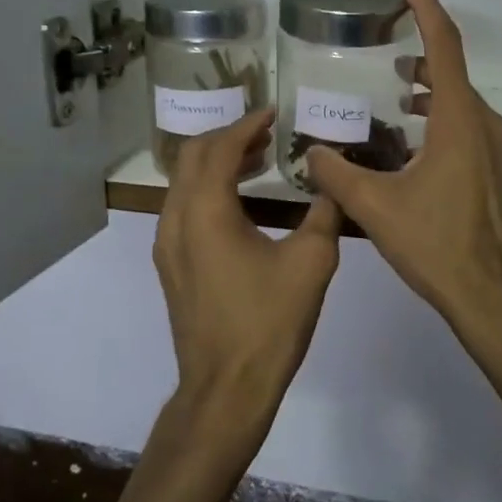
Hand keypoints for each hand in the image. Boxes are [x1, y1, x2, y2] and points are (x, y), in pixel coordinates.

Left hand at [154, 108, 342, 456]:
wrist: (226, 388)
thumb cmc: (269, 322)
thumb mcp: (311, 263)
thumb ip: (324, 213)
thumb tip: (333, 184)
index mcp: (205, 211)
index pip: (219, 148)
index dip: (246, 124)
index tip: (273, 113)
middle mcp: (176, 220)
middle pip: (191, 157)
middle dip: (227, 138)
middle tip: (266, 134)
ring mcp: (168, 245)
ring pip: (184, 184)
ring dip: (217, 164)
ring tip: (259, 161)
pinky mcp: (172, 266)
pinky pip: (185, 209)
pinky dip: (210, 191)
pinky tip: (243, 204)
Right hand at [305, 0, 501, 355]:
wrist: (490, 295)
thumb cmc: (434, 244)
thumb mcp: (375, 207)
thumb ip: (337, 174)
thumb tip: (310, 153)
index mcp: (459, 121)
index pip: (445, 47)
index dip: (427, 9)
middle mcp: (487, 126)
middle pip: (454, 76)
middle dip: (423, 58)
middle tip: (389, 58)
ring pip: (465, 105)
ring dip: (434, 94)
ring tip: (401, 99)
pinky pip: (473, 131)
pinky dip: (446, 122)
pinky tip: (421, 148)